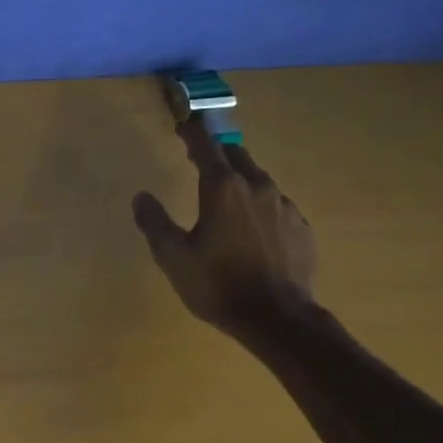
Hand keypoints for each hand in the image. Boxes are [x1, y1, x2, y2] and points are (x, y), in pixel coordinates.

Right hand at [132, 119, 317, 338]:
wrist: (277, 317)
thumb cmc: (218, 285)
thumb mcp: (173, 257)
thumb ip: (155, 223)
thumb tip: (141, 197)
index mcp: (223, 189)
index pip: (206, 148)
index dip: (192, 134)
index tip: (183, 125)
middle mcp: (257, 187)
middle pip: (236, 157)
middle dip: (217, 153)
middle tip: (200, 158)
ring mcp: (284, 206)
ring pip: (259, 180)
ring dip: (240, 179)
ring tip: (227, 194)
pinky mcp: (301, 228)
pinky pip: (276, 206)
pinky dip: (260, 207)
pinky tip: (253, 227)